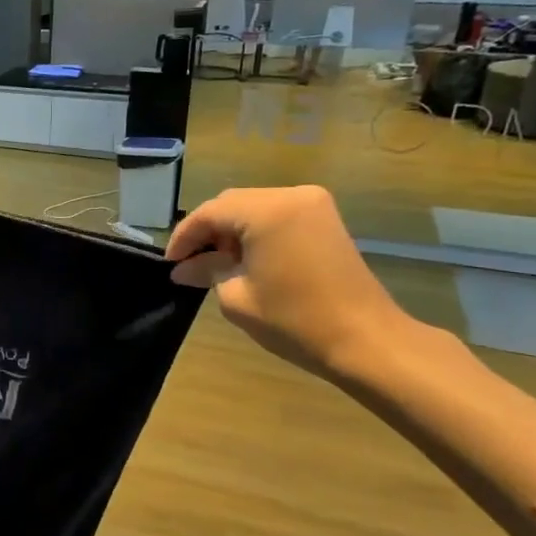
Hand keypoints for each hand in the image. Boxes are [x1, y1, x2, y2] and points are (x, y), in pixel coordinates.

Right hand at [166, 186, 419, 380]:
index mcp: (266, 211)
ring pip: (253, 207)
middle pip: (231, 204)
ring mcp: (313, 205)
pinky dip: (255, 232)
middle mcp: (290, 195)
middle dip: (207, 231)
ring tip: (216, 264)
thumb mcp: (237, 296)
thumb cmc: (294, 320)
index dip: (184, 237)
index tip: (169, 263)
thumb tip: (183, 268)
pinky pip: (277, 215)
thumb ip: (207, 271)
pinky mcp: (325, 220)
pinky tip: (246, 259)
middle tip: (190, 263)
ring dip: (231, 231)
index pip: (209, 213)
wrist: (366, 340)